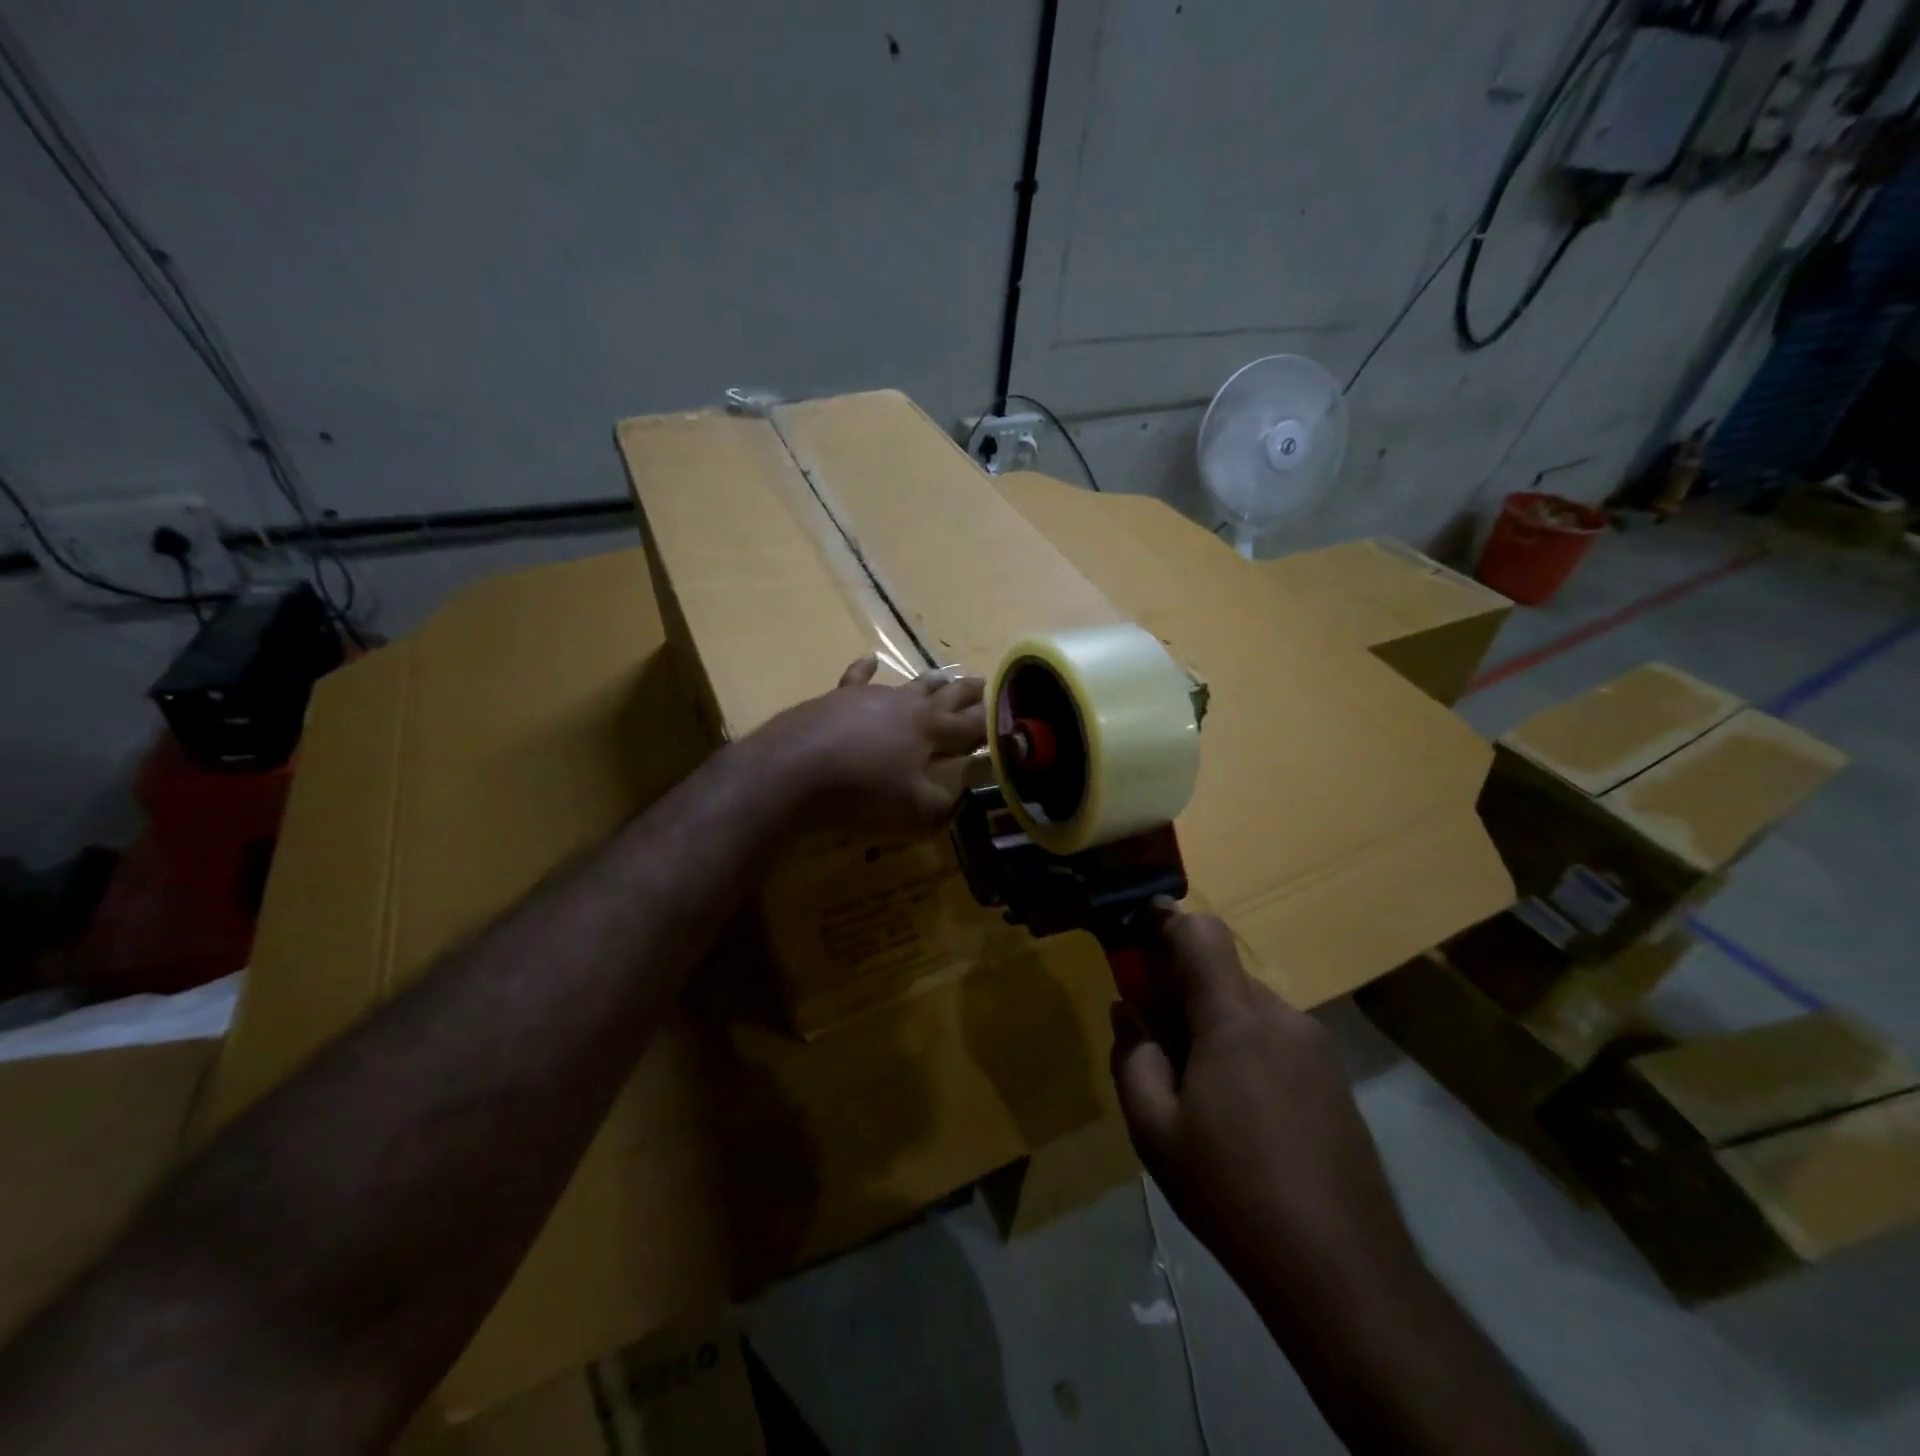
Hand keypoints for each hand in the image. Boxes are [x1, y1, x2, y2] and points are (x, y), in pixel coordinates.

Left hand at [758, 656, 986, 837]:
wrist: (792, 771)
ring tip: (943, 676)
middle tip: (985, 683)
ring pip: (908, 685)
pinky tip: (870, 659)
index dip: (989, 727)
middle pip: (945, 697)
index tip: (1006, 723)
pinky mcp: (836, 699)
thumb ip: (945, 806)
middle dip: (967, 693)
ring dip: (929, 682)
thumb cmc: (860, 793)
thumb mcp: (913, 811)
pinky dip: (865, 669)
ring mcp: (869, 697)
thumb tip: (965, 799)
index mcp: (930, 730)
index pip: (970, 727)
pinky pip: (856, 678)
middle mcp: (905, 706)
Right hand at [1111, 909, 1416, 1297]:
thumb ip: (1132, 1057)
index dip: (1164, 922)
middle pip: (1220, 971)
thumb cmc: (1232, 1192)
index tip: (1135, 940)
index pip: (1200, 932)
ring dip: (1214, 1023)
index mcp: (1234, 1019)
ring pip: (1247, 1006)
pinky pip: (1275, 1037)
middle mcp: (1280, 1016)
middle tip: (1157, 1039)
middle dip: (1181, 988)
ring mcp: (1315, 1046)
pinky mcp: (1334, 1078)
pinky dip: (1245, 1048)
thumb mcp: (1154, 1131)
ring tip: (1199, 1090)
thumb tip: (1128, 1011)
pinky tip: (1240, 1114)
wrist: (1343, 1272)